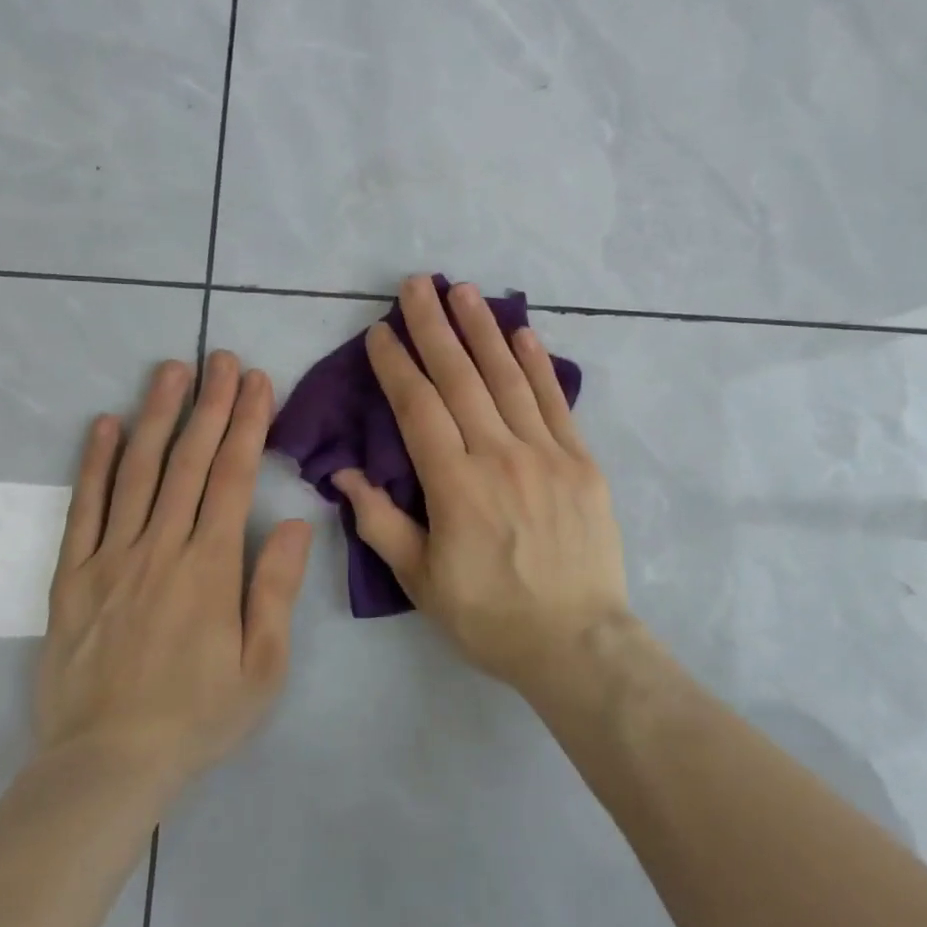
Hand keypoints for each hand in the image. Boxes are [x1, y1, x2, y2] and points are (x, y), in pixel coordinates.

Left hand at [35, 352, 311, 796]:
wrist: (106, 766)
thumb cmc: (198, 716)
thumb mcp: (263, 666)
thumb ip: (275, 588)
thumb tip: (291, 521)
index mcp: (210, 566)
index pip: (232, 477)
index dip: (247, 424)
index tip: (256, 382)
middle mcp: (160, 548)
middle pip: (188, 462)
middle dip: (210, 404)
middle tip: (221, 358)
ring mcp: (110, 558)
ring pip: (136, 472)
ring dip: (156, 416)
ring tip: (170, 371)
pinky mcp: (72, 577)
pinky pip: (83, 509)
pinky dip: (92, 463)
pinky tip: (102, 424)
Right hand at [333, 276, 630, 692]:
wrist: (576, 641)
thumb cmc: (490, 616)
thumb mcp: (421, 580)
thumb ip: (380, 522)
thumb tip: (344, 474)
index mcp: (455, 485)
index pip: (417, 407)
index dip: (396, 365)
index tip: (379, 331)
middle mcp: (499, 455)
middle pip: (460, 378)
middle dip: (433, 327)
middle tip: (416, 284)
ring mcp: (546, 454)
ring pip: (508, 378)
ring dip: (482, 330)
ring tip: (463, 291)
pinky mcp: (581, 462)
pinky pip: (556, 403)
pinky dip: (539, 365)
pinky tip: (523, 332)